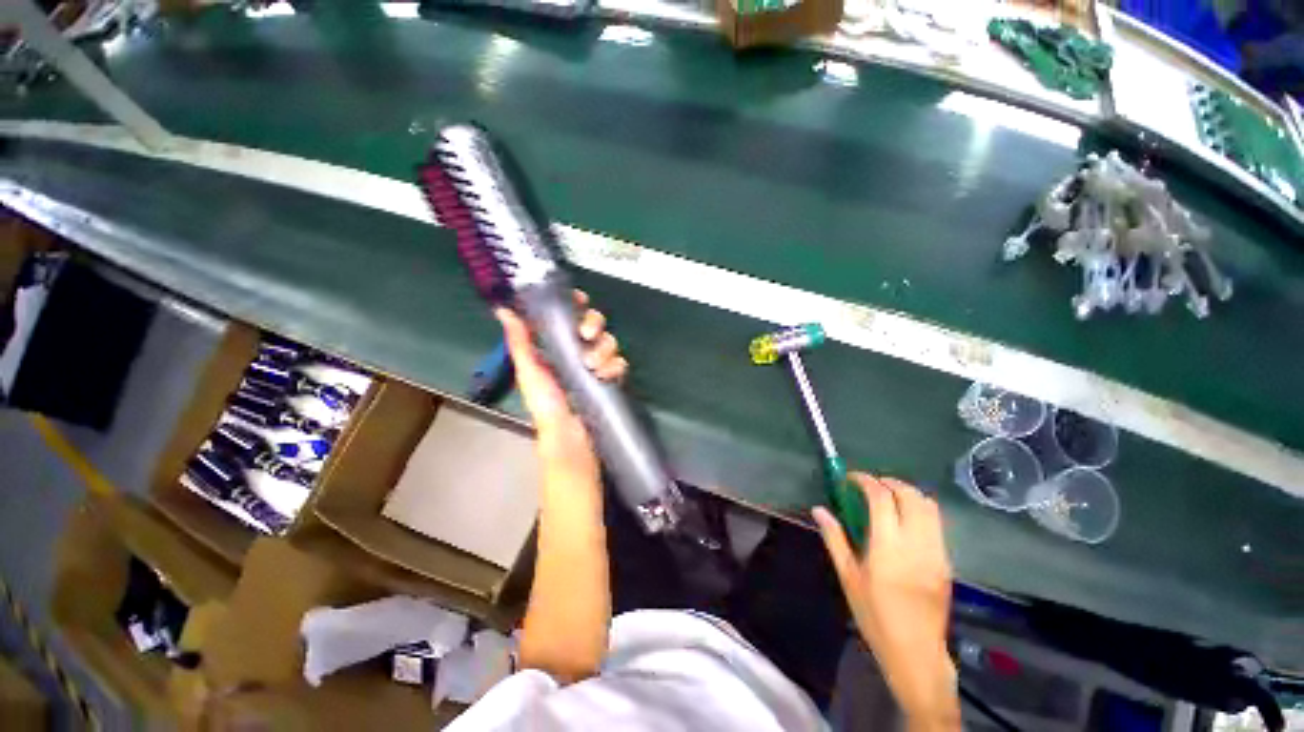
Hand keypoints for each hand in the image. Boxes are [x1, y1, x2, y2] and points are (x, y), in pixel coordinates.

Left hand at [496, 290, 627, 480]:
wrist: (569, 437)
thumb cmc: (546, 405)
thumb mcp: (530, 371)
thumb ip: (520, 341)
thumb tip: (503, 310)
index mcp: (557, 346)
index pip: (569, 316)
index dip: (575, 304)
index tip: (578, 299)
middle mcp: (579, 351)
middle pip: (594, 323)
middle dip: (593, 324)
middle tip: (585, 335)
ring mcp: (597, 364)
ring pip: (609, 341)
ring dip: (603, 349)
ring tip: (592, 366)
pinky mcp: (612, 378)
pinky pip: (620, 363)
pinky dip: (615, 366)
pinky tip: (606, 376)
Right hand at [814, 474, 959, 730]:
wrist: (915, 652)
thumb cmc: (874, 615)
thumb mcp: (848, 577)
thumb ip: (834, 538)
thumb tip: (819, 510)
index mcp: (888, 546)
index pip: (881, 497)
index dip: (865, 480)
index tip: (851, 478)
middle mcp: (916, 543)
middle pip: (910, 495)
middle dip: (889, 482)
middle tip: (870, 485)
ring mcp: (936, 552)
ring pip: (929, 506)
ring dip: (907, 493)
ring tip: (888, 497)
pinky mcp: (946, 561)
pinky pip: (936, 523)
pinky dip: (920, 510)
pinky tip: (904, 521)